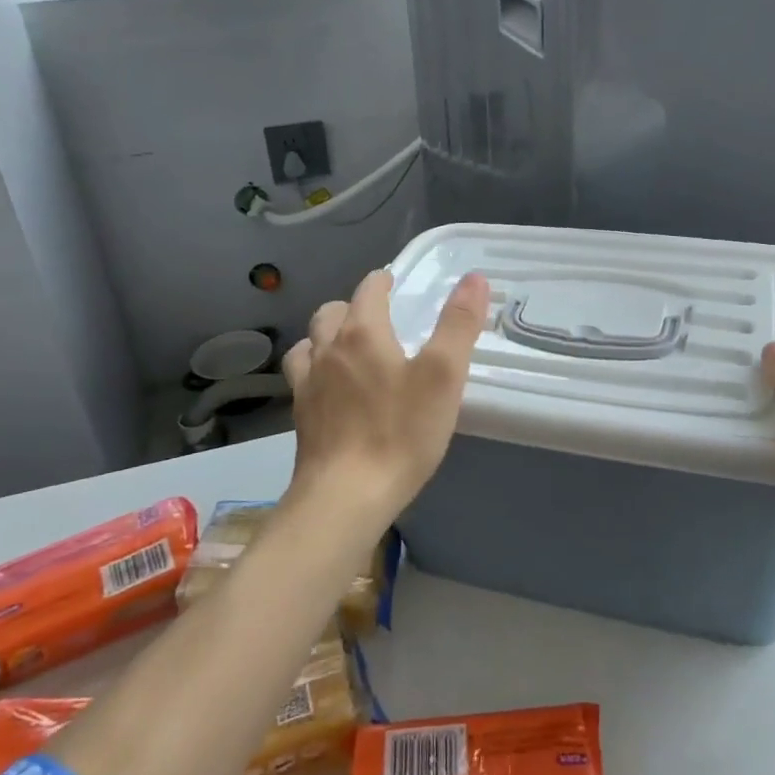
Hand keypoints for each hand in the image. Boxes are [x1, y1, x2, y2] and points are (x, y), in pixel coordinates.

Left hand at [283, 269, 490, 524]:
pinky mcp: (300, 416)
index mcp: (363, 332)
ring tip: (349, 348)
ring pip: (311, 342)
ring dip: (328, 335)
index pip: (368, 289)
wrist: (346, 495)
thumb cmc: (401, 431)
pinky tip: (329, 387)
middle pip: (332, 311)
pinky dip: (314, 368)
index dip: (382, 282)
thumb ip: (459, 323)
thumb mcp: (444, 375)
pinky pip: (301, 376)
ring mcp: (308, 383)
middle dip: (353, 306)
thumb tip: (474, 278)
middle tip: (378, 318)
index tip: (395, 284)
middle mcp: (328, 349)